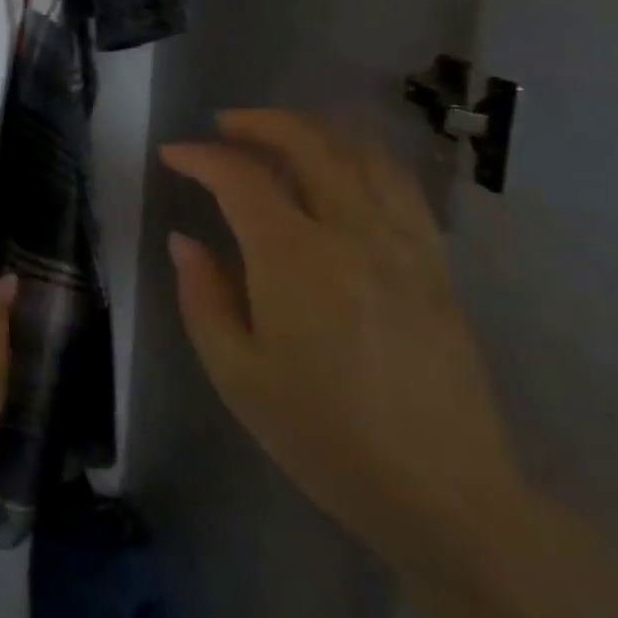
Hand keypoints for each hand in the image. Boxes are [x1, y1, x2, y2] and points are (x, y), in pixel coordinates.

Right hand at [161, 110, 523, 578]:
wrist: (444, 496)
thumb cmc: (323, 436)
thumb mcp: (235, 373)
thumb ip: (202, 296)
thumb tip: (185, 241)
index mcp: (295, 258)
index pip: (240, 177)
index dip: (200, 157)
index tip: (173, 155)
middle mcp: (354, 234)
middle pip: (309, 143)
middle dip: (259, 122)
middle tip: (223, 126)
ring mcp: (405, 245)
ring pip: (363, 153)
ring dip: (314, 130)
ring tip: (280, 136)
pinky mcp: (437, 265)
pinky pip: (400, 186)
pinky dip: (362, 159)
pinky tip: (341, 172)